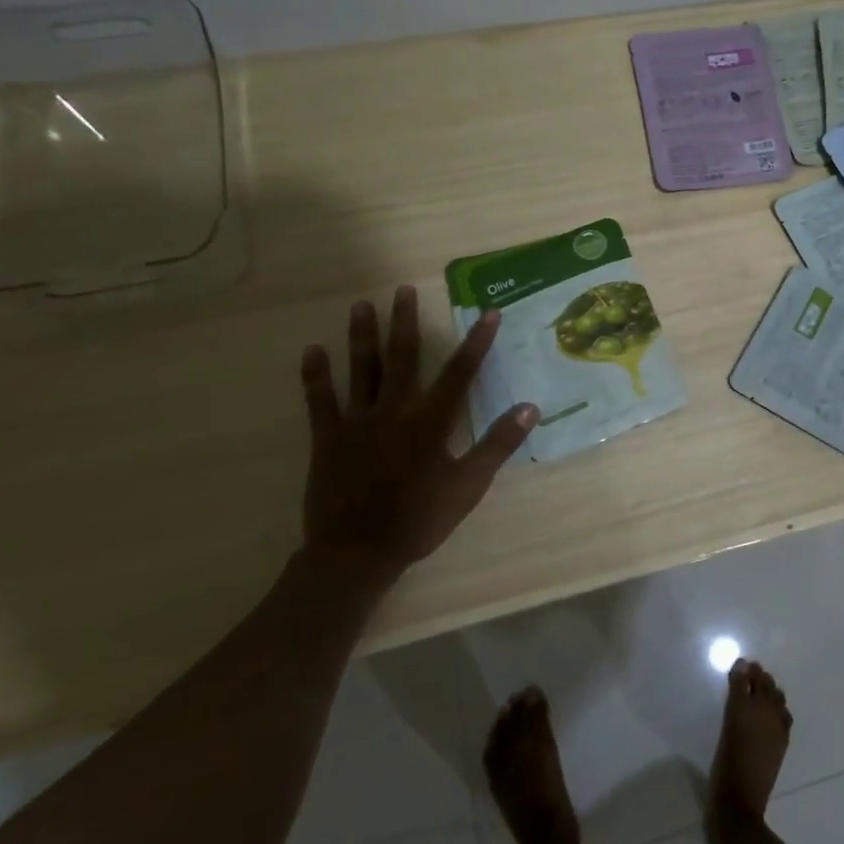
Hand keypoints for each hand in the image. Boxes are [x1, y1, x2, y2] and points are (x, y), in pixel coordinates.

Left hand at [297, 286, 536, 598]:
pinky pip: (319, 400)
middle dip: (405, 322)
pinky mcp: (327, 438)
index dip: (477, 342)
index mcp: (430, 421)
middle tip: (403, 290)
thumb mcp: (468, 486)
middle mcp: (394, 411)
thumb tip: (530, 407)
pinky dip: (315, 375)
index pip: (460, 373)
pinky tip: (312, 350)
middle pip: (402, 357)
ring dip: (362, 336)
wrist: (356, 554)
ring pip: (361, 370)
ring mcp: (357, 422)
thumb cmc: (419, 519)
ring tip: (361, 305)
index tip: (488, 314)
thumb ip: (497, 444)